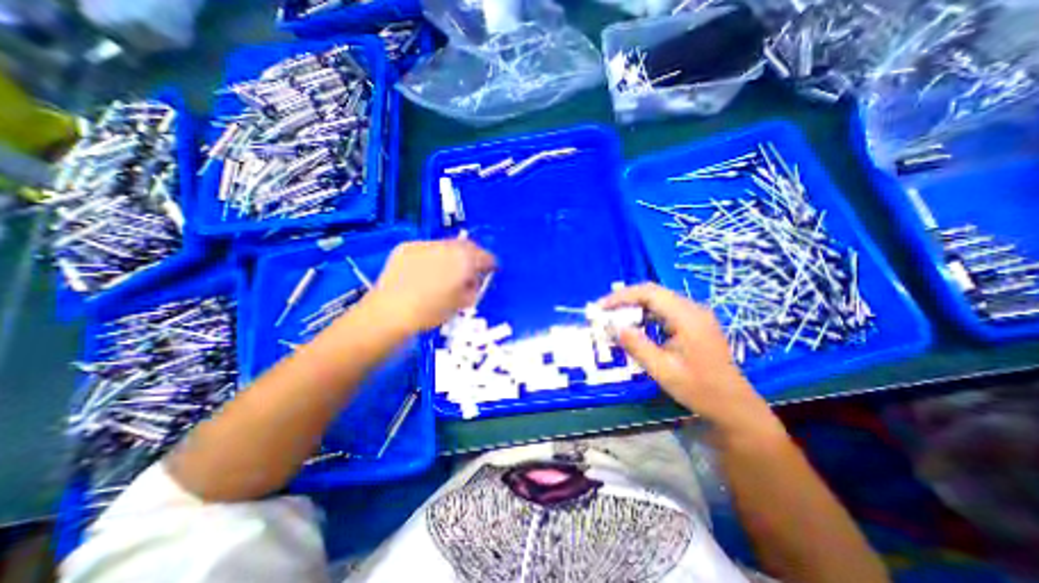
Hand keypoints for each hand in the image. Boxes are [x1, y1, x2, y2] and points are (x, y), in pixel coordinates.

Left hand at [363, 239, 496, 331]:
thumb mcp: (461, 304)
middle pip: (467, 246)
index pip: (485, 257)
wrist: (390, 311)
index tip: (492, 269)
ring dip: (453, 254)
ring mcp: (425, 244)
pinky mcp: (406, 247)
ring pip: (447, 245)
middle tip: (472, 268)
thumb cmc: (431, 312)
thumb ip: (473, 289)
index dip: (491, 264)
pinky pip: (427, 249)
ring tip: (448, 269)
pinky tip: (427, 270)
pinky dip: (432, 256)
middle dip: (473, 255)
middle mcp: (447, 247)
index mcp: (465, 261)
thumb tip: (474, 281)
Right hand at [602, 282, 778, 435]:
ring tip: (614, 318)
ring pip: (657, 300)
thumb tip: (614, 327)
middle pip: (652, 293)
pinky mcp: (693, 323)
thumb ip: (637, 346)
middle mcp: (692, 309)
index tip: (601, 307)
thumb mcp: (663, 370)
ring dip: (634, 307)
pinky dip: (645, 315)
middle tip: (603, 313)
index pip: (649, 293)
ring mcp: (695, 315)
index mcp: (687, 317)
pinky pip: (664, 311)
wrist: (733, 406)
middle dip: (625, 300)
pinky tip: (635, 326)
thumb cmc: (700, 390)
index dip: (622, 296)